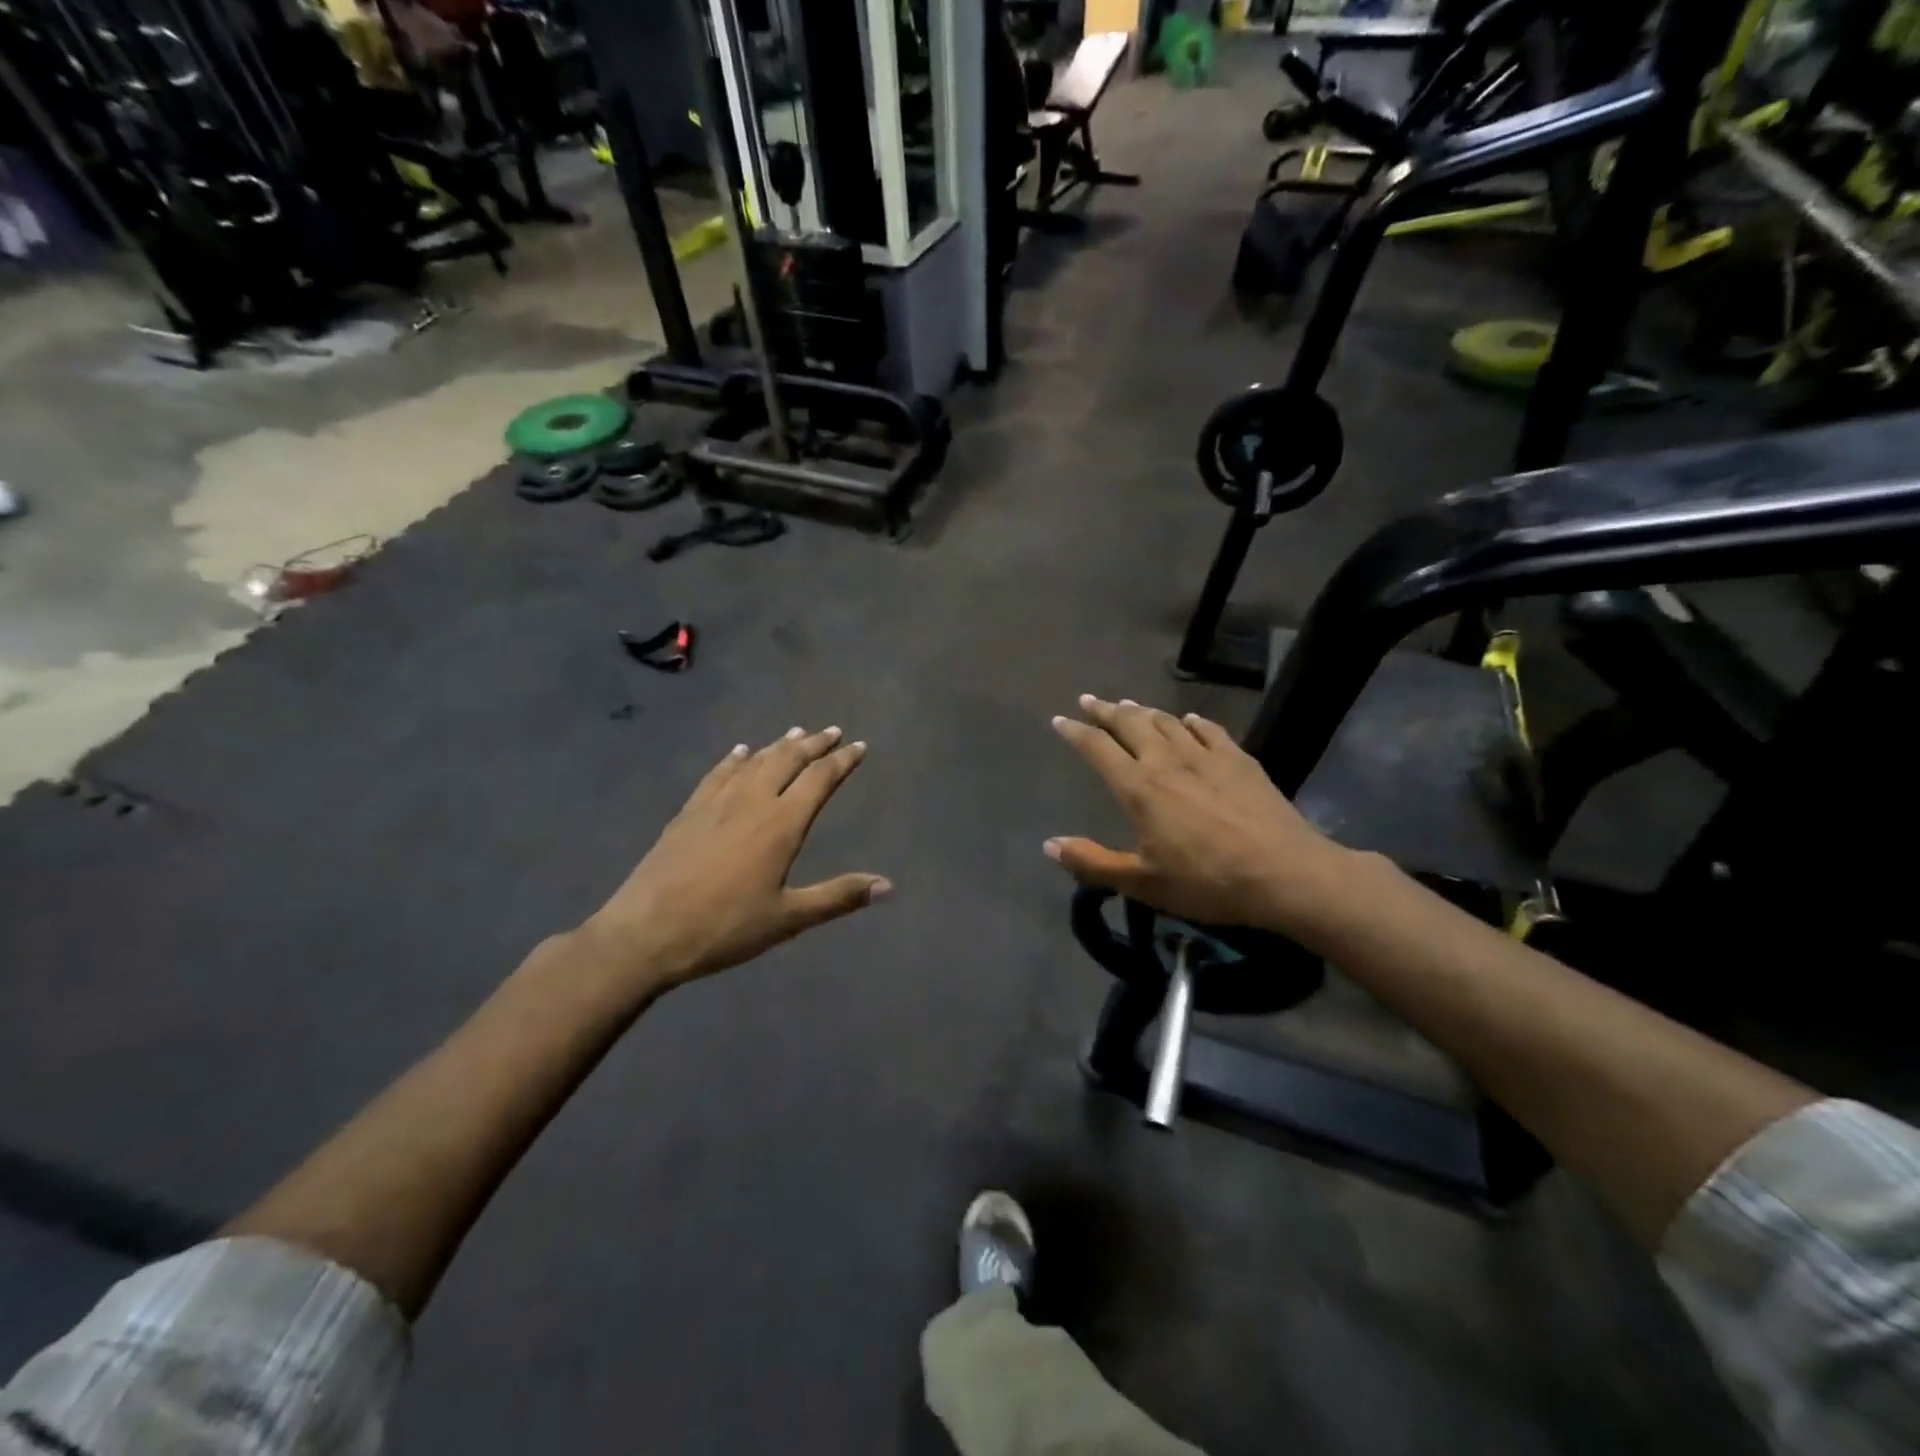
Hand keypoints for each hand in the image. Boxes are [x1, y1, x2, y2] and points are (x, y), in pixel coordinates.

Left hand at [575, 726, 888, 997]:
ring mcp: (716, 803)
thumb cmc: (724, 927)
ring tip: (795, 732)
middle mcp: (751, 801)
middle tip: (832, 731)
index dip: (842, 761)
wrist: (646, 932)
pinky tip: (739, 752)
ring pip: (754, 761)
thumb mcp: (788, 918)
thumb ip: (838, 896)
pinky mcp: (688, 812)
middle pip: (787, 760)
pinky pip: (717, 774)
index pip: (819, 780)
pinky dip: (734, 759)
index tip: (859, 746)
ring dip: (778, 745)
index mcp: (781, 824)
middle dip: (813, 744)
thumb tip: (888, 884)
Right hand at [1046, 696, 1349, 932]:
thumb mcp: (1143, 883)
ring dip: (1143, 711)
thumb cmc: (1207, 882)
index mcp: (1139, 788)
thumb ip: (1094, 862)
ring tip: (1129, 705)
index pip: (1098, 749)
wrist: (1285, 873)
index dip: (1076, 732)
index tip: (1060, 720)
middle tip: (1089, 700)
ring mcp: (1206, 756)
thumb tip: (1050, 844)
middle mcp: (1167, 761)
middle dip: (1106, 710)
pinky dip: (1192, 722)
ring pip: (1167, 722)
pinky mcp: (1240, 760)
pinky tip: (1188, 719)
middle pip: (1130, 724)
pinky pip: (1209, 730)